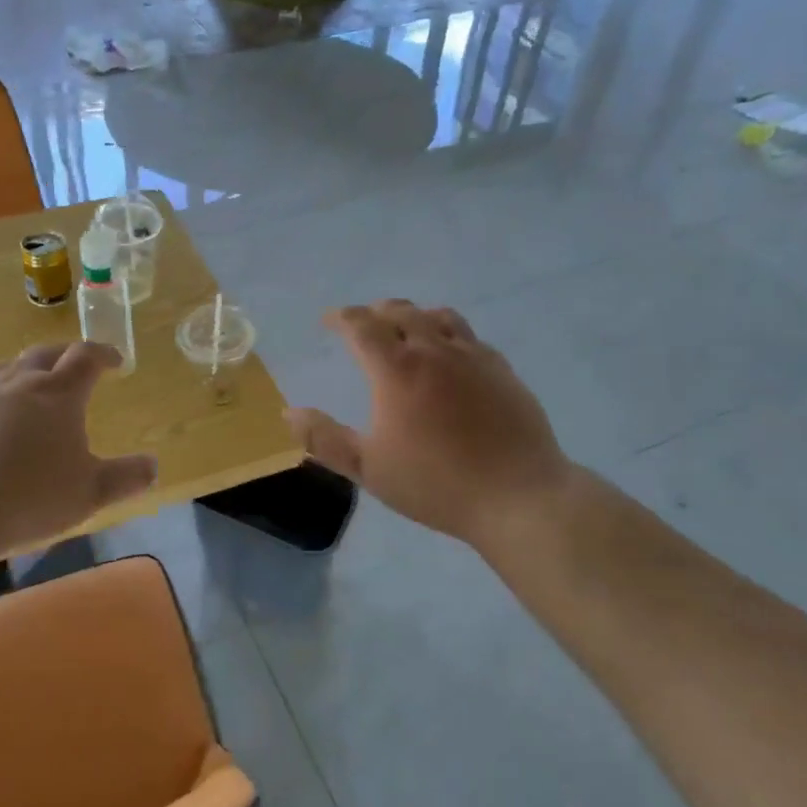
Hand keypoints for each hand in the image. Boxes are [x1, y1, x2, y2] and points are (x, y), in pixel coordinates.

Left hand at [0, 341, 157, 550]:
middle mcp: (18, 383)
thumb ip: (125, 478)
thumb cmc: (30, 497)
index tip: (115, 361)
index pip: (86, 357)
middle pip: (45, 354)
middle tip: (74, 367)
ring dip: (24, 372)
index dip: (103, 354)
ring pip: (5, 369)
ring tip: (30, 388)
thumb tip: (153, 466)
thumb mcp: (89, 493)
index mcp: (58, 394)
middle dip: (64, 356)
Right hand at [286, 301, 570, 551]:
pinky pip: (469, 336)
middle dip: (374, 312)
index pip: (361, 325)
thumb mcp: (369, 468)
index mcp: (396, 369)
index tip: (328, 321)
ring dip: (414, 316)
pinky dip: (448, 334)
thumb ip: (325, 438)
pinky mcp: (501, 369)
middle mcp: (433, 350)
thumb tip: (289, 413)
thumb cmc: (436, 483)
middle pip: (399, 311)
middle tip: (362, 324)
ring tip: (405, 330)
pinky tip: (450, 355)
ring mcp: (472, 356)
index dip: (340, 317)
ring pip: (438, 316)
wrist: (517, 495)